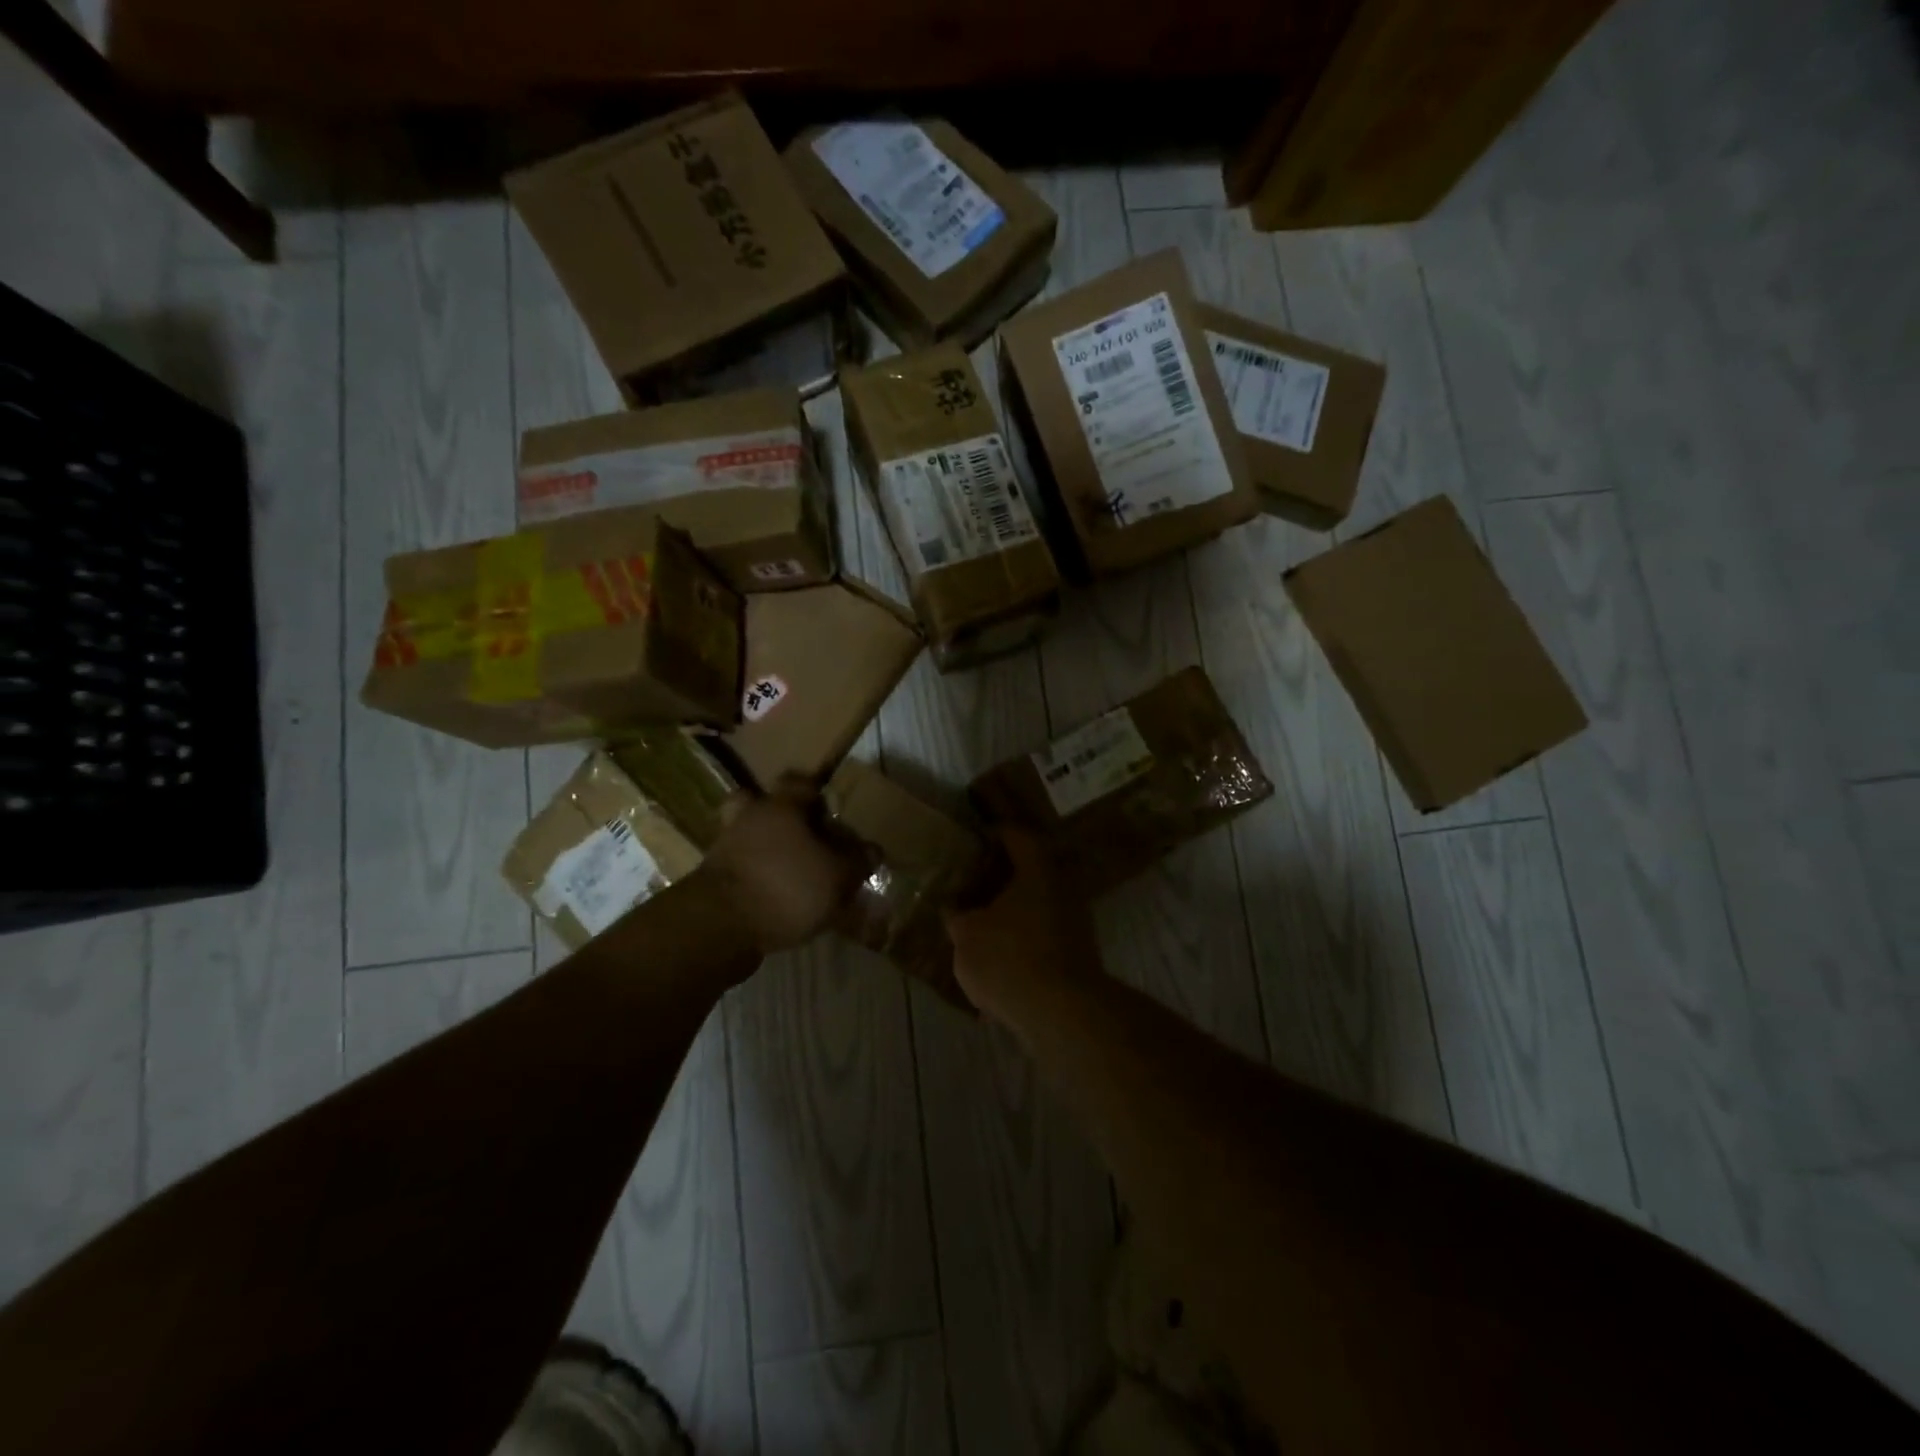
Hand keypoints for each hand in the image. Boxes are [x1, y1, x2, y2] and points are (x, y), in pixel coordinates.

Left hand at [704, 776, 860, 955]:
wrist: (719, 928)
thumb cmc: (786, 887)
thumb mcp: (837, 877)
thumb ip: (857, 861)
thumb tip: (872, 849)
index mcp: (779, 805)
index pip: (799, 782)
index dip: (817, 793)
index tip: (833, 809)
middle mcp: (748, 817)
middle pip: (763, 804)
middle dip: (783, 817)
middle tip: (807, 836)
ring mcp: (725, 848)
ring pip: (749, 836)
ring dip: (767, 848)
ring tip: (793, 870)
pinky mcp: (712, 880)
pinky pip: (740, 867)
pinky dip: (756, 876)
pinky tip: (777, 897)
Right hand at [944, 830, 1102, 1029]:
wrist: (1063, 1013)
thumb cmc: (1010, 958)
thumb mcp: (967, 936)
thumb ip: (958, 917)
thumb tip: (953, 909)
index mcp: (1037, 871)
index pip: (1017, 836)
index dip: (995, 833)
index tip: (976, 836)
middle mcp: (1063, 888)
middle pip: (1031, 871)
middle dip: (1003, 876)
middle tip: (973, 880)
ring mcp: (1076, 922)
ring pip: (1038, 905)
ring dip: (1013, 910)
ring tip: (982, 920)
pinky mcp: (1078, 954)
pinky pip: (1044, 935)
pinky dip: (1023, 938)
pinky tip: (1000, 956)